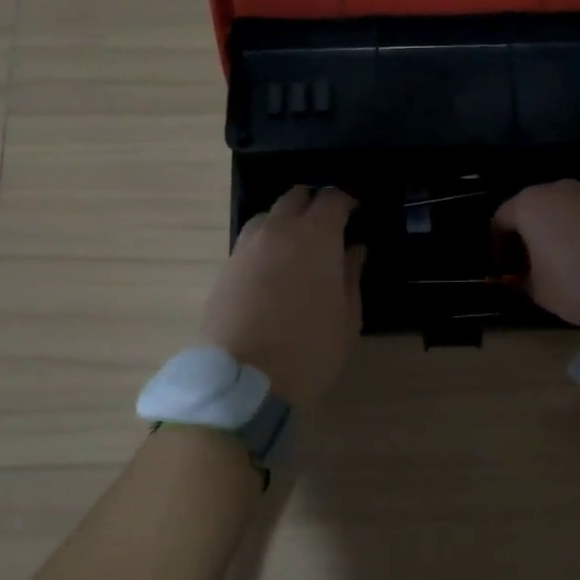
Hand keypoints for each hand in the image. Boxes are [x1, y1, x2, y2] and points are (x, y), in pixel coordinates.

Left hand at [201, 186, 364, 405]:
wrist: (245, 382)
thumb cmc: (311, 349)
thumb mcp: (348, 317)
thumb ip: (351, 275)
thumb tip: (353, 250)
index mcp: (316, 236)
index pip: (333, 198)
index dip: (347, 202)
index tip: (355, 215)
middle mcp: (278, 230)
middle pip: (296, 197)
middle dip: (314, 204)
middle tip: (327, 228)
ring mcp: (246, 247)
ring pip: (267, 216)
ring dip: (285, 221)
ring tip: (297, 249)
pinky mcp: (225, 268)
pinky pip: (249, 242)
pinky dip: (265, 245)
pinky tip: (273, 272)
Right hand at [493, 180, 579, 328]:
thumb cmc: (574, 282)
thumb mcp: (536, 290)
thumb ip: (519, 279)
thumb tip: (518, 277)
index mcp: (529, 205)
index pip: (500, 221)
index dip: (497, 247)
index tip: (504, 270)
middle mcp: (556, 189)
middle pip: (531, 209)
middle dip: (526, 234)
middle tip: (528, 263)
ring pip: (560, 209)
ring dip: (554, 229)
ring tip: (560, 258)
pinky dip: (579, 229)